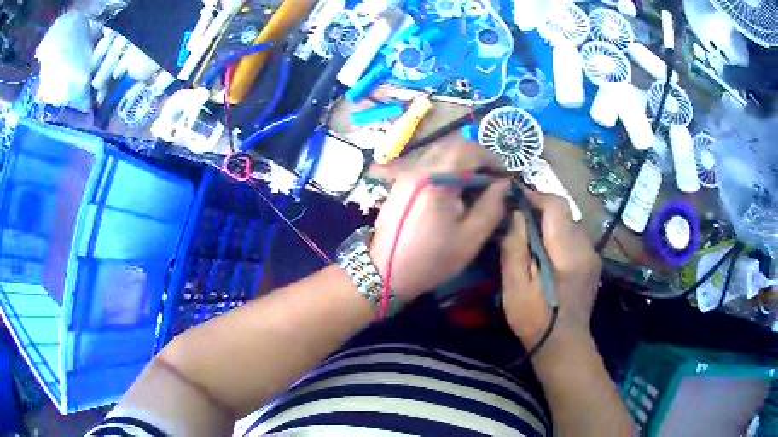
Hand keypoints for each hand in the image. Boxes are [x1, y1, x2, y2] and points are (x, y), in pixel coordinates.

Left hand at [370, 139, 510, 300]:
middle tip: (491, 178)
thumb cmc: (432, 259)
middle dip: (477, 158)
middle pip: (453, 146)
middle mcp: (419, 168)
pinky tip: (452, 190)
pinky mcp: (400, 182)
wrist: (387, 272)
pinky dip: (445, 169)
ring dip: (461, 162)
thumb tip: (504, 184)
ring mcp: (406, 174)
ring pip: (439, 153)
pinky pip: (427, 164)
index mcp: (437, 180)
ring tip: (474, 184)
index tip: (504, 175)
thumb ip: (491, 207)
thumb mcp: (470, 238)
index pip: (469, 150)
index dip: (491, 158)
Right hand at [500, 190, 600, 345]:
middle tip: (517, 215)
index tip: (514, 196)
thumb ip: (515, 247)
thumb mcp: (515, 287)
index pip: (556, 205)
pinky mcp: (591, 263)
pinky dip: (558, 234)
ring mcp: (592, 255)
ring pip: (570, 223)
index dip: (535, 195)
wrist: (563, 345)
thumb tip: (515, 214)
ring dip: (550, 221)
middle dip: (541, 207)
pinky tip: (545, 249)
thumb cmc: (535, 319)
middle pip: (565, 211)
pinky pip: (575, 237)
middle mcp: (585, 247)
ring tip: (529, 232)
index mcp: (567, 252)